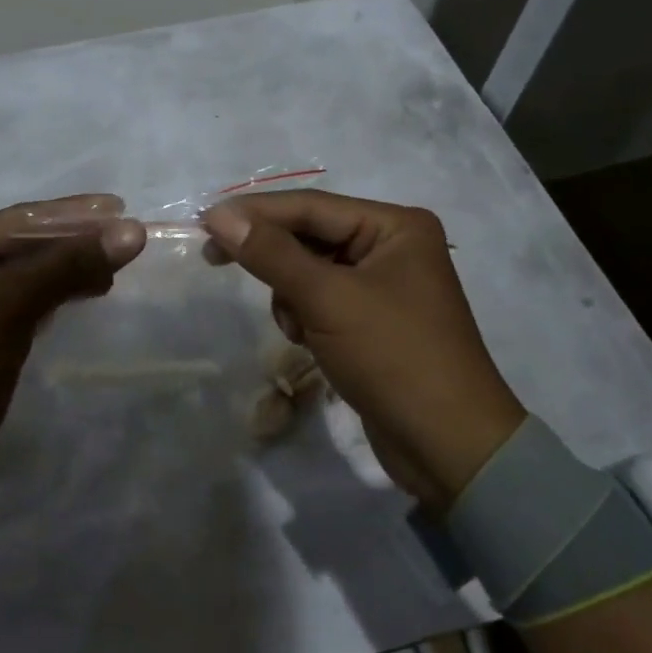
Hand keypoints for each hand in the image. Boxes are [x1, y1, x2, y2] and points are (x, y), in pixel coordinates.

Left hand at [0, 195, 146, 517]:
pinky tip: (86, 293)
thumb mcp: (6, 307)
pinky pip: (29, 302)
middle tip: (129, 241)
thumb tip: (132, 232)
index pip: (21, 219)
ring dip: (72, 267)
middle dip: (76, 240)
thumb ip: (66, 265)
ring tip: (115, 268)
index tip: (124, 210)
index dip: (74, 214)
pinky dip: (60, 294)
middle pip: (28, 243)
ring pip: (31, 273)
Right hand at [202, 191, 523, 507]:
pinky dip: (305, 316)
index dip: (254, 212)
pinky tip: (310, 343)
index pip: (311, 206)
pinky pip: (322, 300)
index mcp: (395, 226)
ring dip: (291, 295)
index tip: (204, 222)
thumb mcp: (327, 298)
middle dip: (274, 259)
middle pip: (310, 236)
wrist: (447, 445)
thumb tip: (219, 217)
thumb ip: (271, 254)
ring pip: (310, 271)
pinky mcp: (372, 321)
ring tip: (299, 329)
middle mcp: (392, 247)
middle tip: (214, 260)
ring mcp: (384, 285)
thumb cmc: (393, 357)